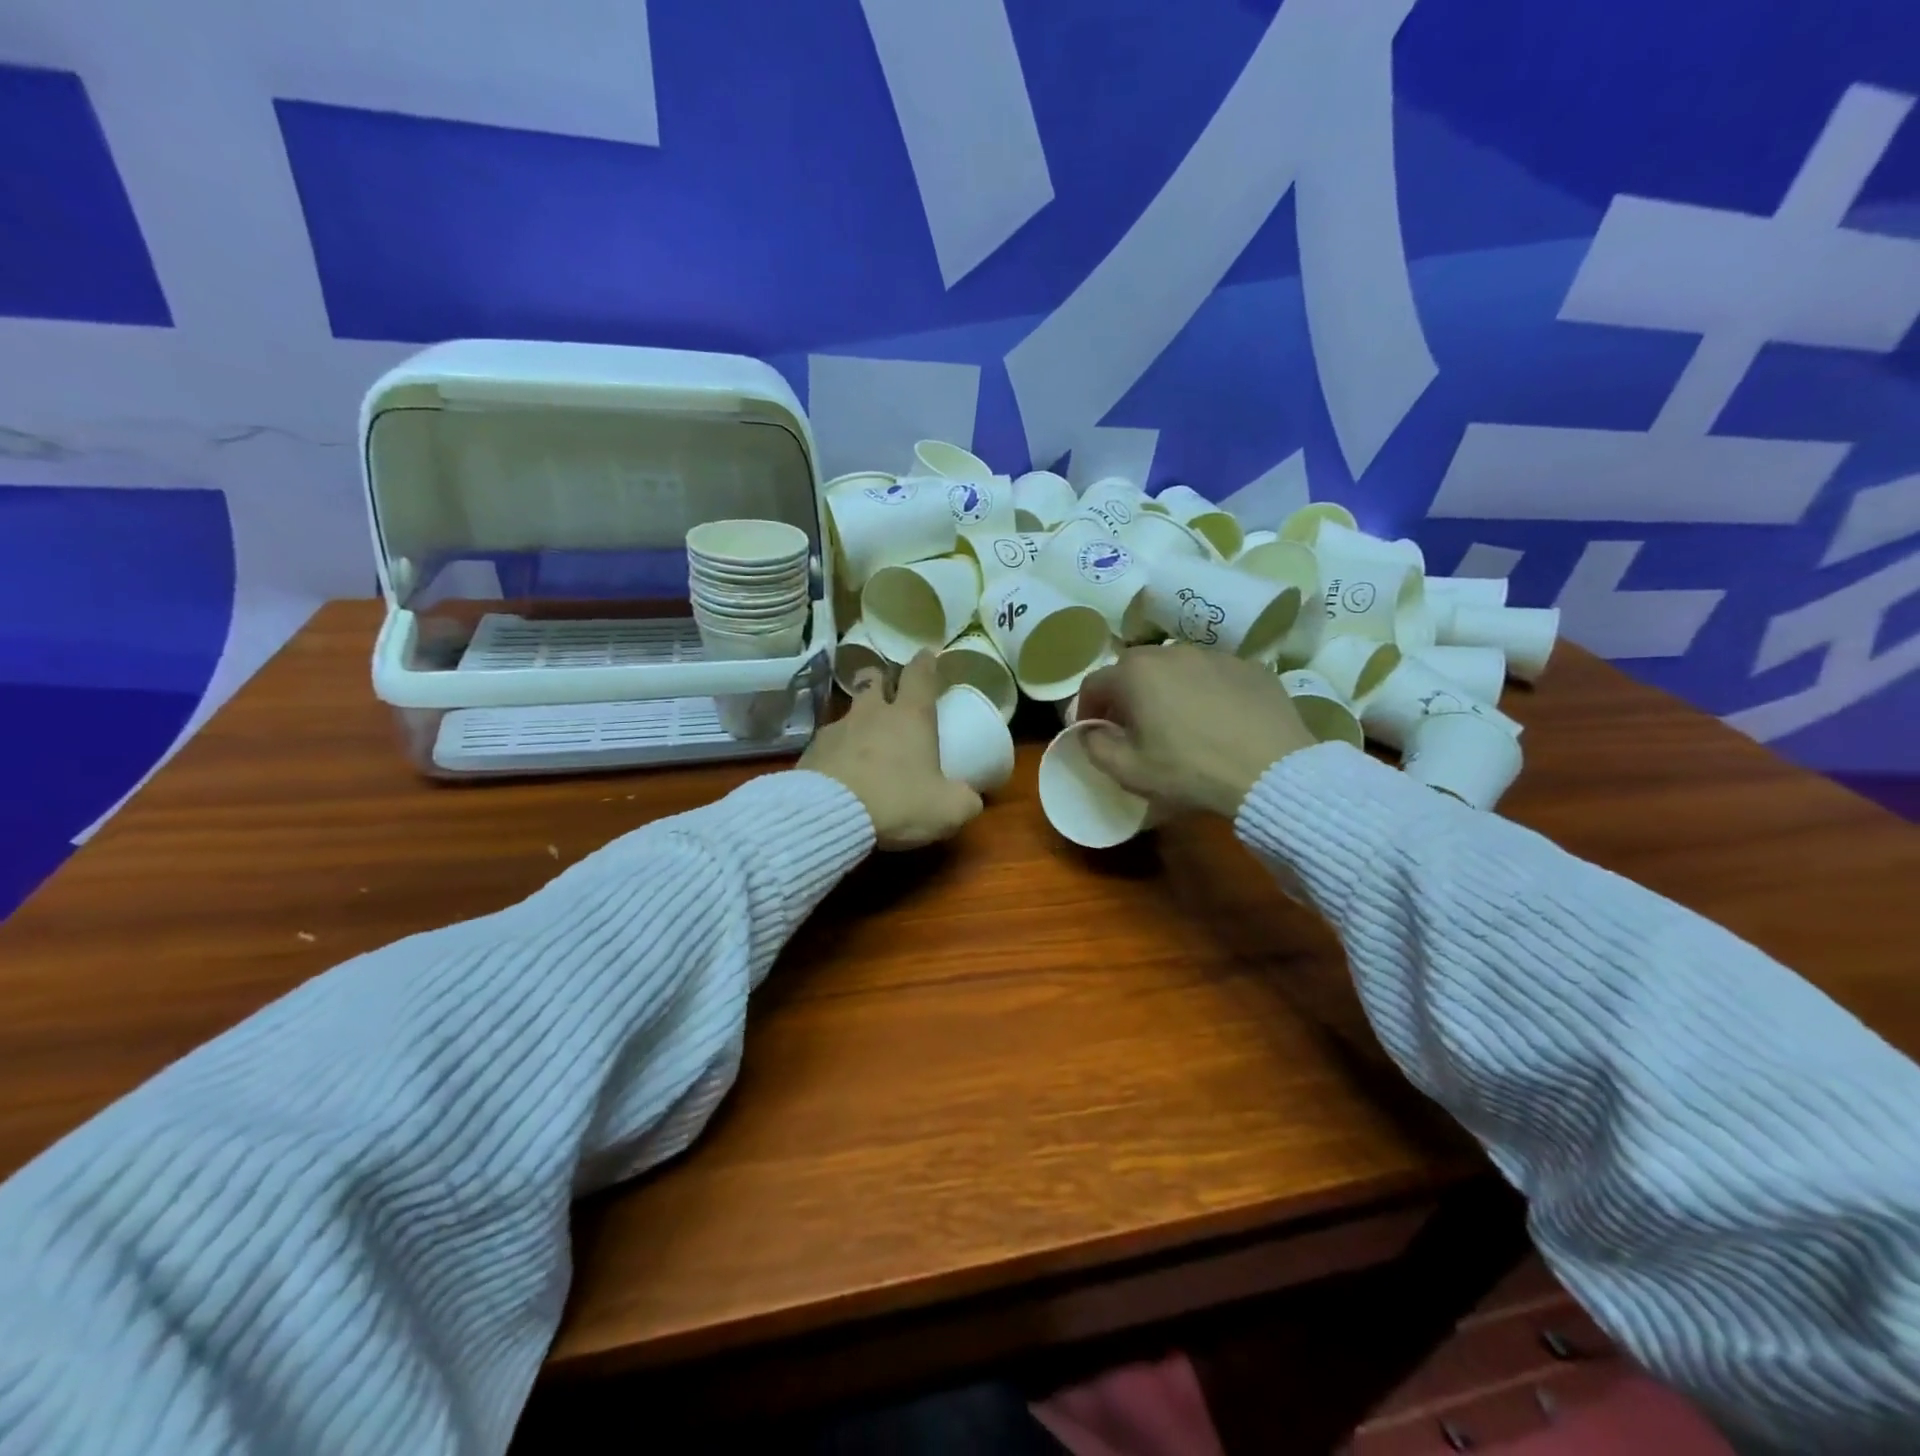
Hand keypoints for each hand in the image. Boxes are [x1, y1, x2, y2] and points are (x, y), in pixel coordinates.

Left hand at [800, 652, 983, 849]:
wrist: (829, 816)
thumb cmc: (898, 802)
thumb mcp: (947, 810)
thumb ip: (964, 801)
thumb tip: (970, 799)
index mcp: (910, 717)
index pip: (919, 675)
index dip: (924, 663)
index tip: (926, 655)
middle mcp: (871, 714)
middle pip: (872, 680)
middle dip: (880, 680)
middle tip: (886, 690)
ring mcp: (836, 730)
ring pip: (848, 713)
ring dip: (857, 722)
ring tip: (862, 744)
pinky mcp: (810, 753)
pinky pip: (826, 745)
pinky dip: (835, 753)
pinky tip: (838, 774)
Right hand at [1074, 645, 1316, 818]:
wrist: (1271, 771)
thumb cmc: (1189, 771)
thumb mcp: (1128, 771)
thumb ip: (1095, 746)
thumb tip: (1090, 731)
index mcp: (1135, 673)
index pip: (1094, 683)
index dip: (1086, 708)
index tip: (1091, 731)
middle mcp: (1172, 651)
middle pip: (1134, 668)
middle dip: (1125, 694)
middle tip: (1131, 726)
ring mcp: (1215, 655)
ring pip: (1176, 667)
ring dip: (1166, 689)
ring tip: (1176, 721)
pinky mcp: (1251, 667)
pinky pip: (1214, 675)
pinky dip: (1205, 691)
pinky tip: (1216, 720)